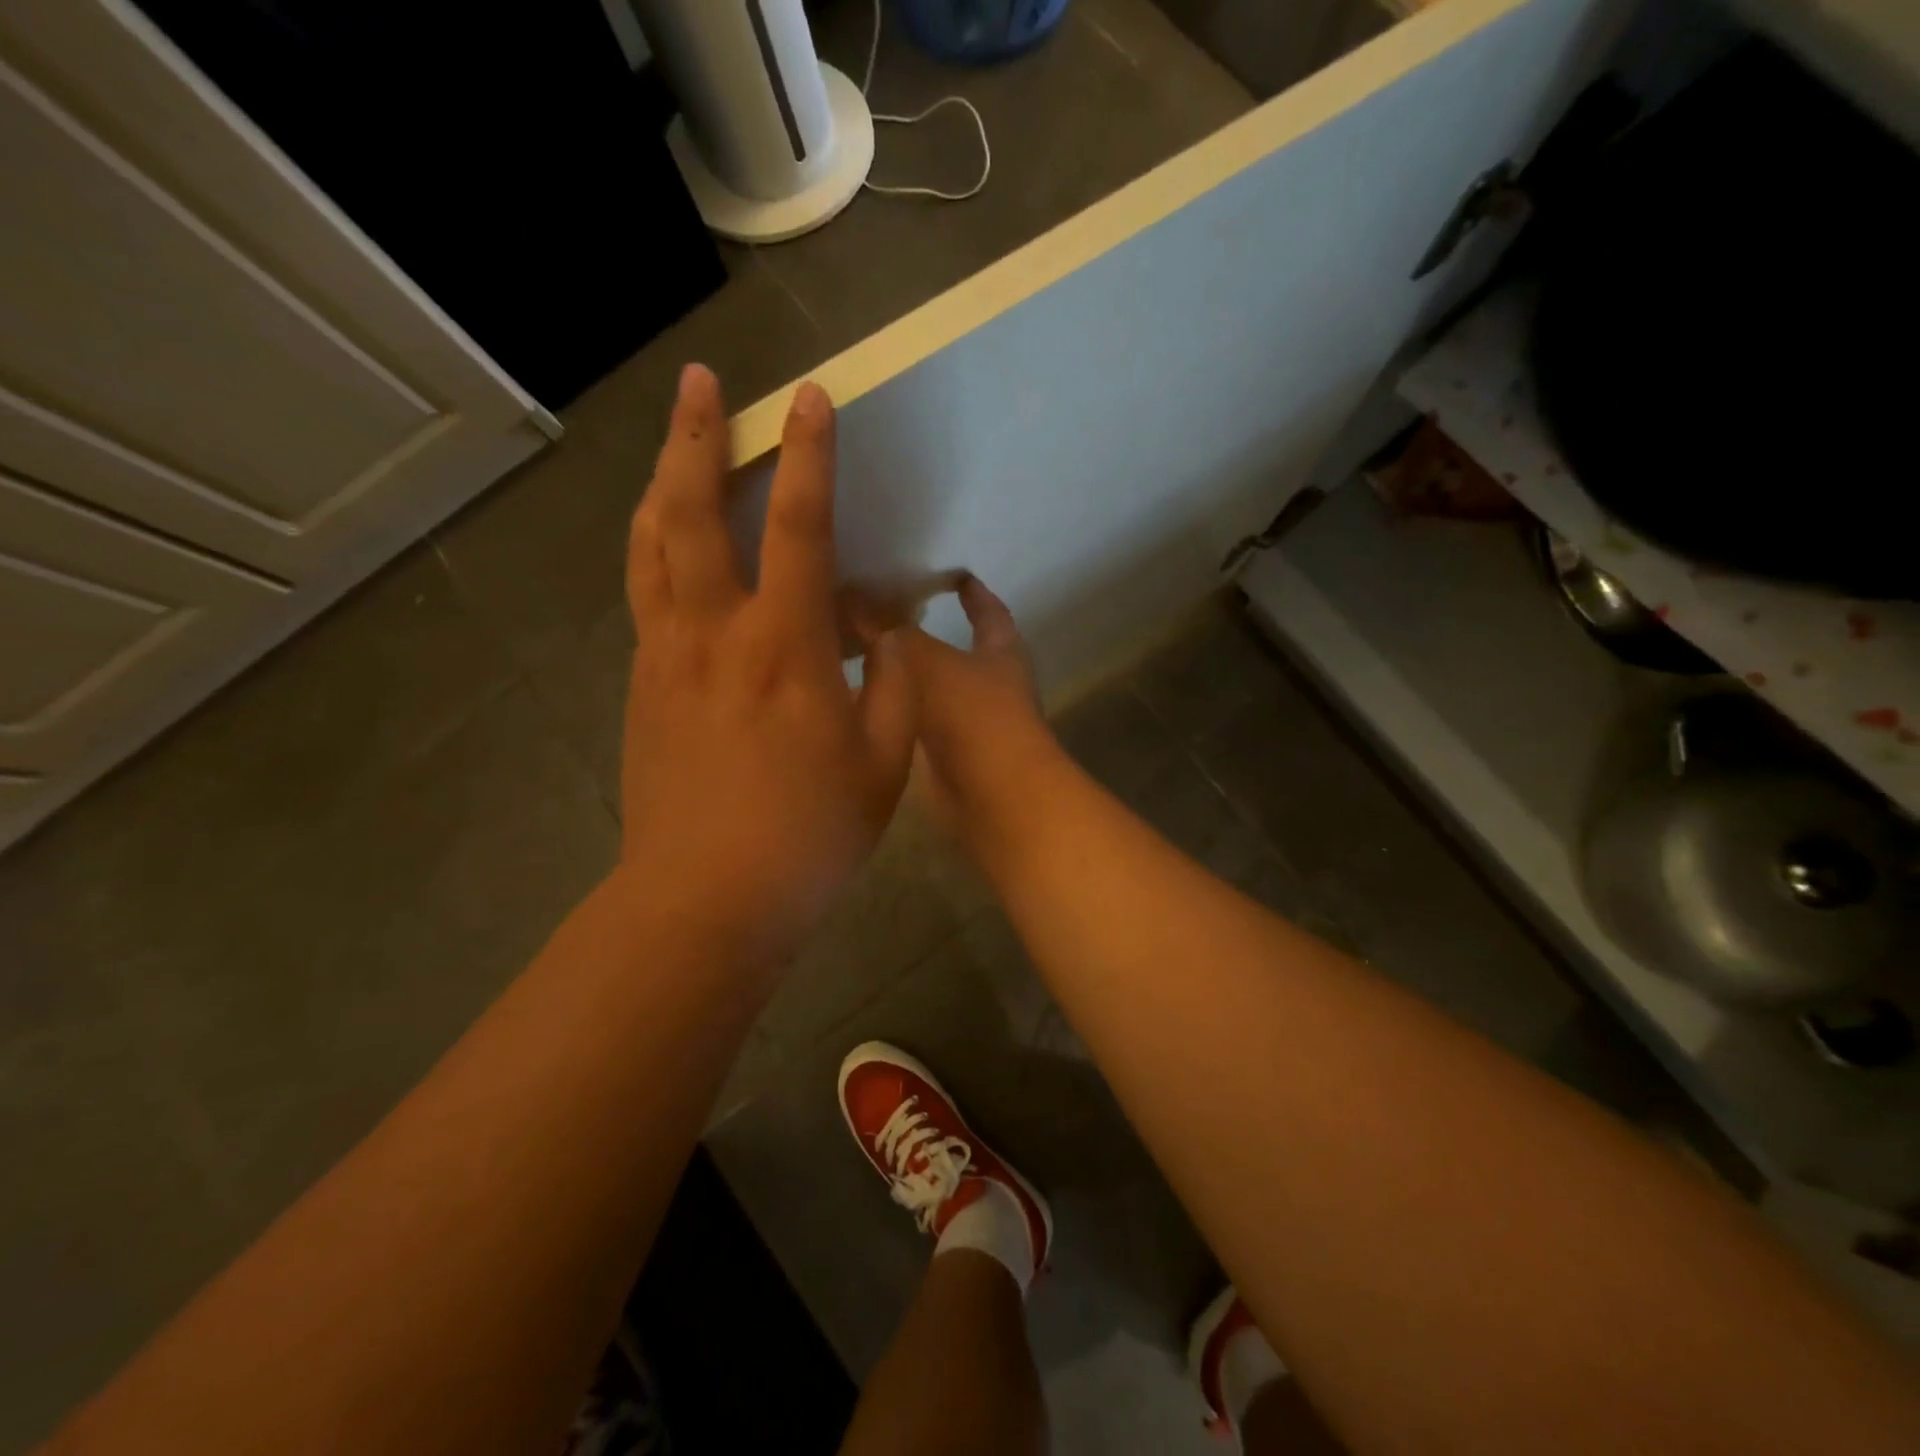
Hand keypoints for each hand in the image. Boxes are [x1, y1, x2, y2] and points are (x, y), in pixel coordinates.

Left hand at [620, 366, 915, 961]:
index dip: (808, 457)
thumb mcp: (884, 764)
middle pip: (692, 513)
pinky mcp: (643, 688)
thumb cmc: (808, 835)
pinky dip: (655, 550)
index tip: (809, 399)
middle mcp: (714, 633)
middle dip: (698, 437)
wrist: (706, 900)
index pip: (798, 527)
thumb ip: (892, 688)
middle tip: (702, 382)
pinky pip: (646, 596)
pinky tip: (667, 546)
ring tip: (673, 446)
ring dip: (662, 483)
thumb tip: (883, 637)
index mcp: (783, 648)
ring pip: (651, 547)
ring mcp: (666, 658)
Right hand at [893, 577, 1061, 859]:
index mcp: (1002, 651)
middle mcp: (994, 684)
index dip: (973, 591)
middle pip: (964, 649)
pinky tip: (865, 704)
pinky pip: (921, 723)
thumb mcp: (927, 660)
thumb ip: (890, 630)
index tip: (953, 572)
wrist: (993, 795)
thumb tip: (853, 597)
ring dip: (910, 675)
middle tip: (889, 613)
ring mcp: (975, 724)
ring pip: (938, 688)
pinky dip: (899, 711)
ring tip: (865, 654)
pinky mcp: (953, 757)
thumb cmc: (973, 715)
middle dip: (932, 633)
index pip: (990, 610)